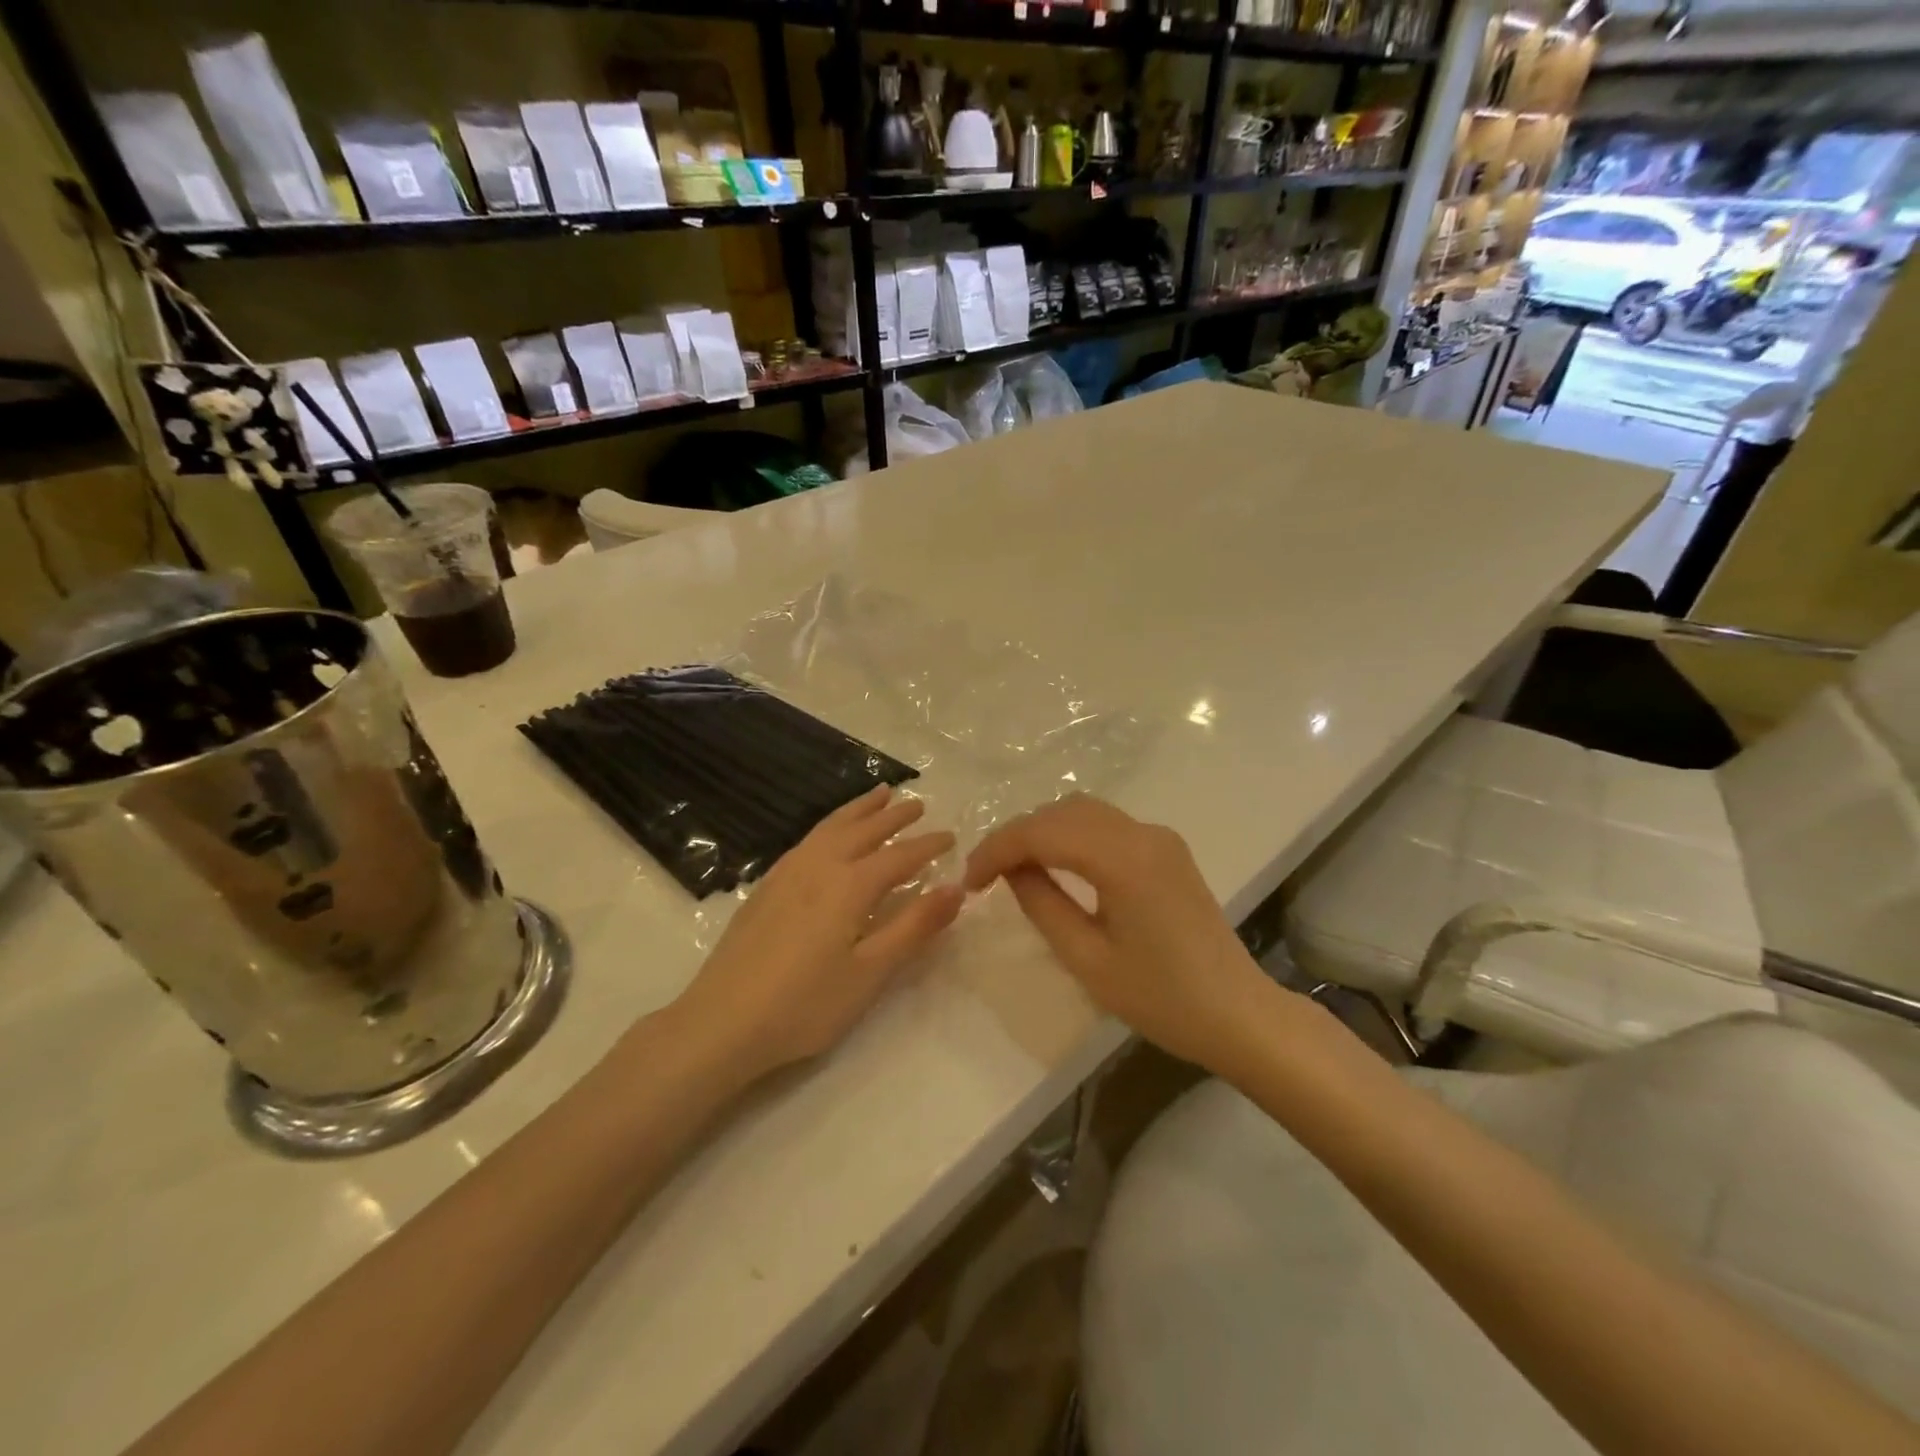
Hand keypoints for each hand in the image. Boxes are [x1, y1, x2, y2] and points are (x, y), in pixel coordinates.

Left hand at [674, 786, 963, 1079]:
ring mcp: (787, 873)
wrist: (722, 1022)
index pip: (900, 856)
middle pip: (864, 830)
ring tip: (879, 795)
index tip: (951, 837)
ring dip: (859, 809)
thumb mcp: (870, 972)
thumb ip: (914, 926)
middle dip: (894, 816)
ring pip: (831, 827)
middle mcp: (819, 866)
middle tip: (918, 803)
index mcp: (850, 885)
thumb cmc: (806, 1004)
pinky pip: (808, 839)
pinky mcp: (765, 887)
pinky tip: (828, 835)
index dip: (928, 846)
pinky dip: (830, 824)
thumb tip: (956, 888)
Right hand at [964, 796, 1273, 1074]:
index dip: (997, 849)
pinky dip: (1071, 834)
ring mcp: (1159, 837)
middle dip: (1017, 836)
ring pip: (1083, 811)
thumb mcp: (1087, 959)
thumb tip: (1013, 870)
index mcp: (1123, 859)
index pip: (1042, 832)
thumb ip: (1042, 904)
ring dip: (1043, 830)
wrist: (1238, 1014)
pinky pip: (1106, 825)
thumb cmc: (1161, 998)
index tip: (969, 882)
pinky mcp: (1167, 849)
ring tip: (1014, 868)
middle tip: (985, 876)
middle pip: (1061, 811)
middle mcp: (1142, 833)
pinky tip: (1056, 864)